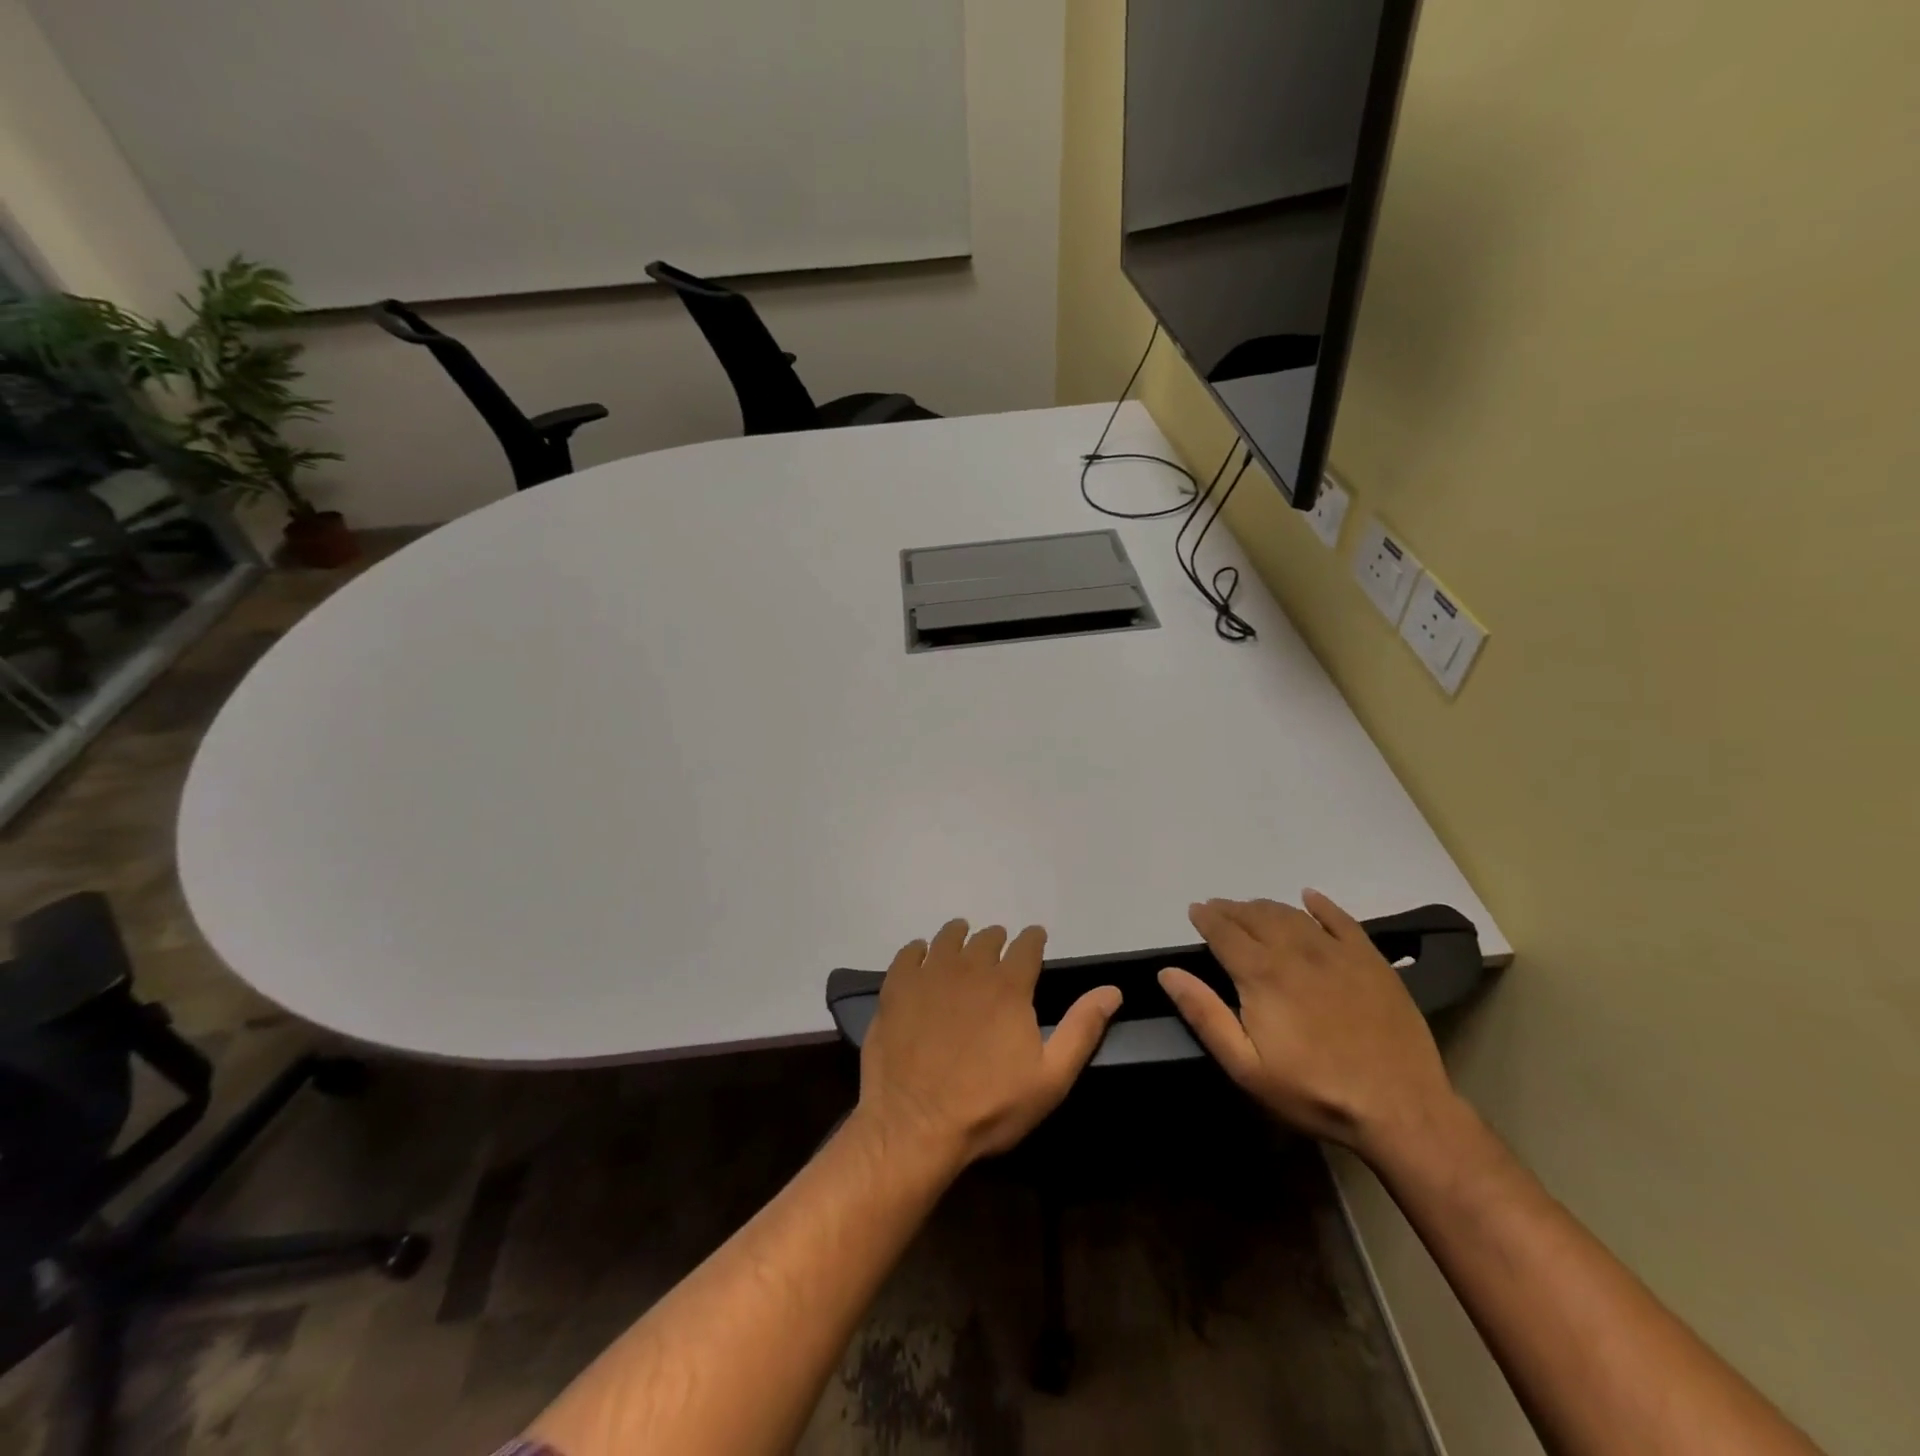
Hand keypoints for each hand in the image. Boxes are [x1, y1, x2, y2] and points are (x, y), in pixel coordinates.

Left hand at [857, 920, 1121, 1169]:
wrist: (916, 1125)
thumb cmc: (990, 1106)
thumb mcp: (1050, 1077)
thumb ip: (1082, 1028)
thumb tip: (1112, 990)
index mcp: (1009, 985)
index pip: (1027, 945)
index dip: (1033, 939)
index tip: (1035, 940)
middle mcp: (970, 967)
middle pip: (987, 938)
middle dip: (997, 941)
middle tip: (999, 950)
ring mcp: (929, 975)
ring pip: (947, 938)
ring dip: (960, 936)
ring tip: (962, 941)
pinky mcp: (896, 988)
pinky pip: (908, 953)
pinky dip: (919, 949)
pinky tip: (921, 956)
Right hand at [1158, 891, 1456, 1160]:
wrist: (1401, 1109)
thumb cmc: (1314, 1091)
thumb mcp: (1246, 1066)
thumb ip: (1204, 1014)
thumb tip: (1168, 973)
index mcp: (1261, 974)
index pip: (1224, 932)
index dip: (1206, 918)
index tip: (1195, 910)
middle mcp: (1295, 951)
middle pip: (1255, 916)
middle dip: (1231, 909)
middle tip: (1218, 908)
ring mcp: (1336, 952)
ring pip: (1292, 915)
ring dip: (1266, 907)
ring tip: (1252, 909)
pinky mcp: (1371, 960)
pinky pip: (1341, 920)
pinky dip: (1321, 905)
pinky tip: (1310, 898)